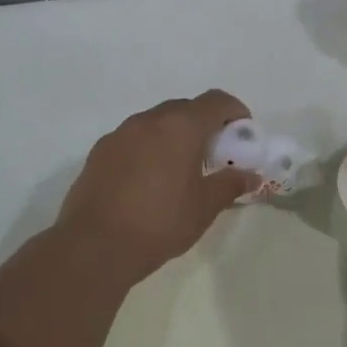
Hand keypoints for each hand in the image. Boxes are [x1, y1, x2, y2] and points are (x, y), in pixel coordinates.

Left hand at [56, 90, 259, 282]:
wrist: (95, 245)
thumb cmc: (160, 223)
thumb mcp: (204, 207)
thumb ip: (230, 185)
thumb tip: (250, 175)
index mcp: (180, 127)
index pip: (216, 101)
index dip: (235, 112)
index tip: (243, 134)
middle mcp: (148, 121)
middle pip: (184, 109)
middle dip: (204, 125)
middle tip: (215, 155)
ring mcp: (119, 134)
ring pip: (155, 124)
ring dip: (174, 137)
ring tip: (181, 171)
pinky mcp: (99, 153)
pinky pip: (133, 141)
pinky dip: (149, 150)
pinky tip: (149, 182)